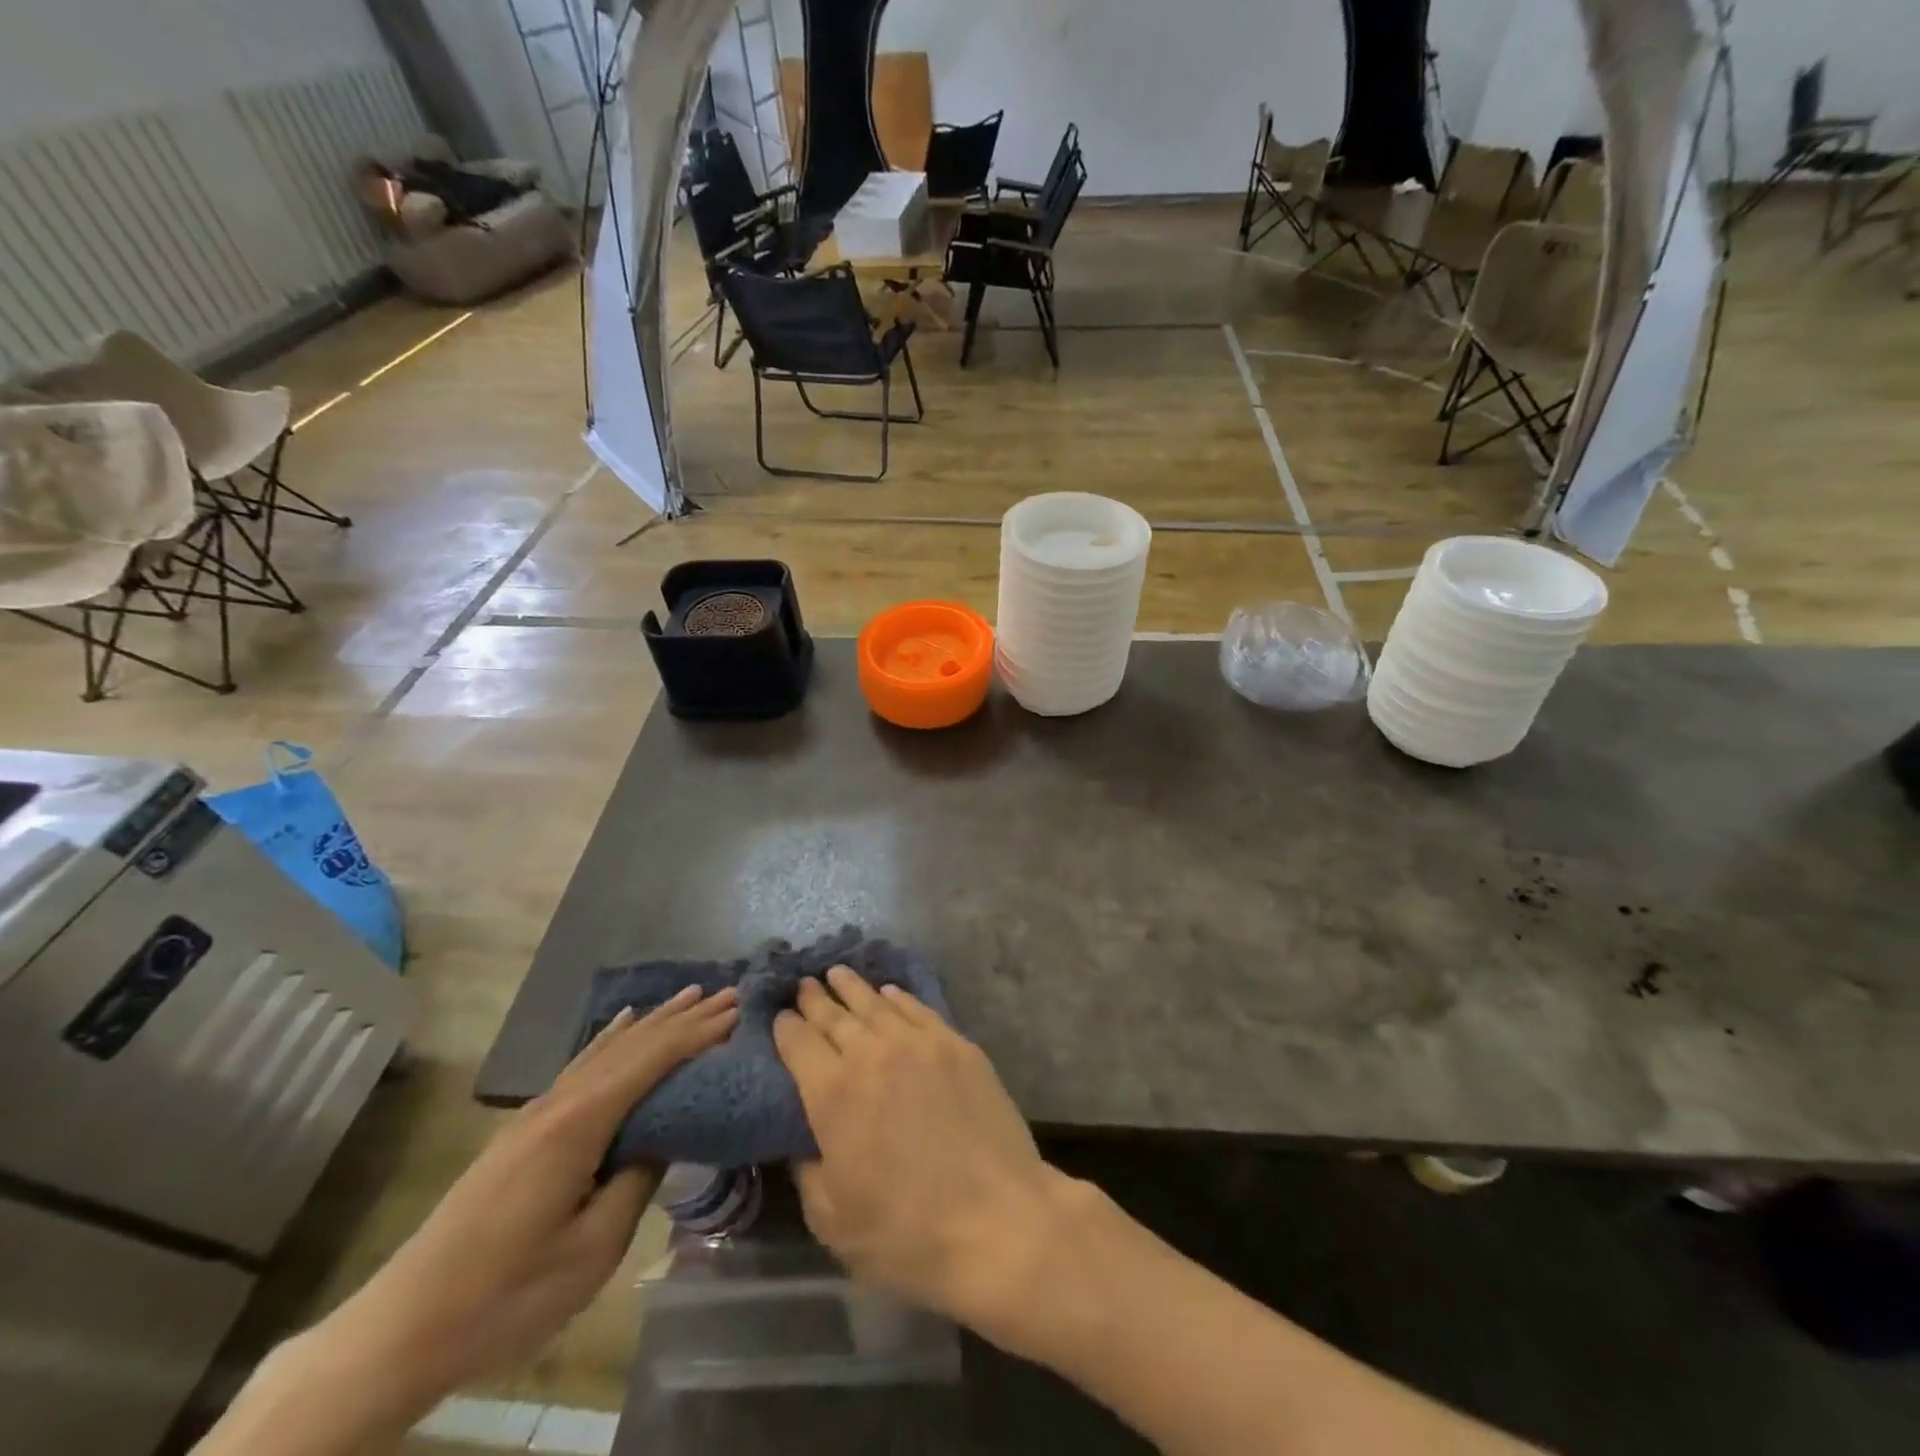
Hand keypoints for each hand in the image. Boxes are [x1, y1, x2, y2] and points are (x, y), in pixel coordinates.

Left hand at [327, 986, 739, 1399]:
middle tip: (731, 994)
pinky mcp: (524, 1128)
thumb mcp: (592, 1249)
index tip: (740, 1010)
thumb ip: (636, 1181)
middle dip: (684, 1017)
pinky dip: (610, 1038)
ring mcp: (538, 1111)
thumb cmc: (507, 1294)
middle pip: (634, 1044)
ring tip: (690, 995)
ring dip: (654, 1021)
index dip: (699, 1033)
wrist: (401, 1328)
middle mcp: (560, 1101)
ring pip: (607, 1048)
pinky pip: (581, 1064)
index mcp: (580, 1124)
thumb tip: (664, 1137)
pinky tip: (622, 1022)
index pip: (653, 1060)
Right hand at [773, 967, 1079, 1350]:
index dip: (785, 1027)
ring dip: (852, 987)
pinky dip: (898, 998)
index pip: (798, 1043)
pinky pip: (919, 1010)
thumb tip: (802, 1138)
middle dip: (815, 999)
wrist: (998, 1221)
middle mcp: (872, 1054)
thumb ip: (807, 1169)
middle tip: (803, 984)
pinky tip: (889, 992)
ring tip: (837, 973)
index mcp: (833, 1094)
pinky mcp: (958, 1046)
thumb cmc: (907, 1234)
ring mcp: (920, 1044)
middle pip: (835, 1016)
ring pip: (876, 1004)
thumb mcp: (833, 1220)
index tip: (778, 1016)